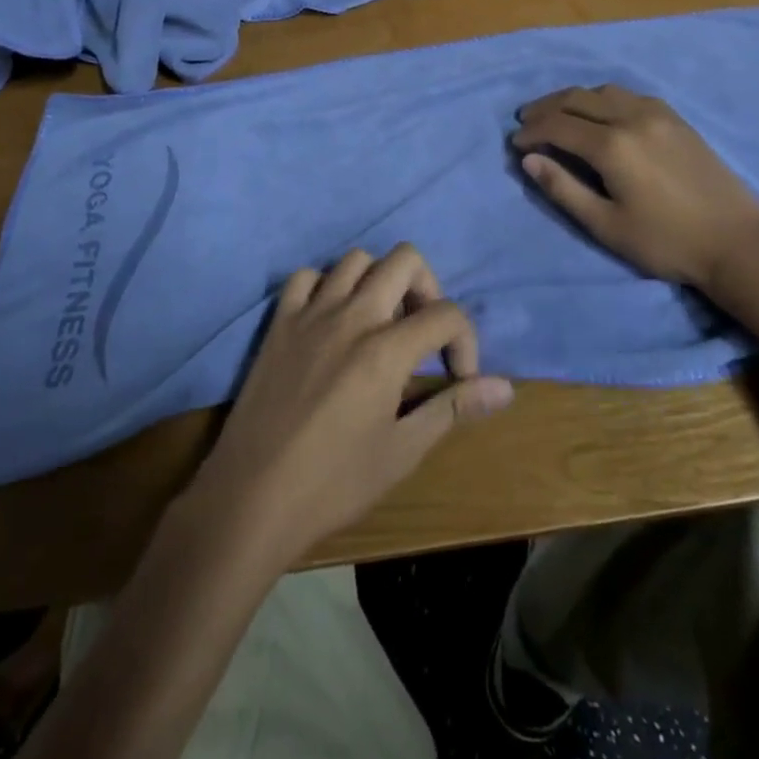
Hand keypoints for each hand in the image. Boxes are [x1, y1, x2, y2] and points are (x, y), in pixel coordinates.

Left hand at [187, 244, 512, 572]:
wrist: (250, 498)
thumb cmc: (333, 483)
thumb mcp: (402, 452)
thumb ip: (453, 408)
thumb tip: (507, 388)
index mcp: (386, 350)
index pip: (446, 314)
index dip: (466, 341)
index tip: (458, 377)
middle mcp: (352, 316)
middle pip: (405, 260)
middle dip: (428, 288)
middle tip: (423, 332)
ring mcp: (311, 313)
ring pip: (356, 259)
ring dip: (379, 281)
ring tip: (382, 322)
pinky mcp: (279, 321)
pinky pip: (306, 276)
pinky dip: (326, 286)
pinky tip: (331, 319)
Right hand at [510, 85, 758, 293]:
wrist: (737, 243)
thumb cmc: (666, 242)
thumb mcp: (606, 225)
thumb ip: (564, 189)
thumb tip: (529, 160)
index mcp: (613, 145)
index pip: (558, 125)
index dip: (532, 132)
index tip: (515, 143)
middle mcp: (633, 118)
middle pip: (577, 98)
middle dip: (546, 107)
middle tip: (527, 121)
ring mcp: (658, 114)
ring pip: (604, 91)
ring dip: (574, 99)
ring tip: (558, 114)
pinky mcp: (677, 119)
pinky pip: (630, 95)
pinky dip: (604, 99)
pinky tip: (600, 114)